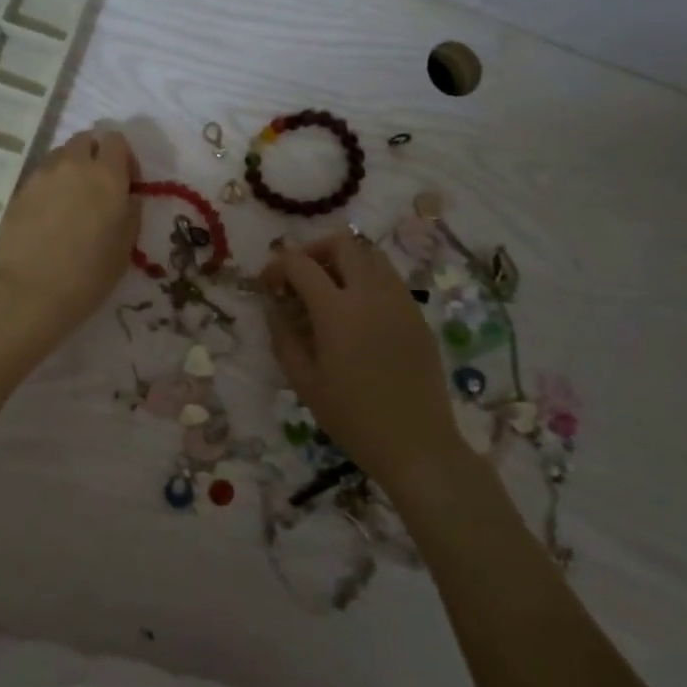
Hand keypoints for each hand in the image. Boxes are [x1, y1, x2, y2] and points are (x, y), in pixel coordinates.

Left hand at [0, 128, 138, 347]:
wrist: (28, 292)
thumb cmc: (88, 275)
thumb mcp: (125, 247)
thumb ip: (130, 211)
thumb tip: (126, 196)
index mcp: (107, 175)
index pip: (116, 140)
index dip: (124, 158)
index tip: (126, 184)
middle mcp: (74, 165)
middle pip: (86, 139)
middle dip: (95, 156)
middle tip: (98, 189)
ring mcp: (42, 175)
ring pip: (61, 155)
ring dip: (71, 168)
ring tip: (72, 202)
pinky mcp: (19, 190)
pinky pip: (41, 176)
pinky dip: (50, 186)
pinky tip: (50, 216)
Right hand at [262, 233, 462, 479]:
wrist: (416, 444)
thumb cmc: (352, 417)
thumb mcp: (304, 381)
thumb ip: (283, 336)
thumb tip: (273, 306)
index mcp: (337, 311)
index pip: (301, 264)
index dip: (277, 266)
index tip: (268, 285)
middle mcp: (371, 294)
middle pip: (342, 243)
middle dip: (313, 251)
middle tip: (299, 277)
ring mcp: (400, 301)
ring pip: (370, 254)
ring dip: (343, 260)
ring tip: (329, 289)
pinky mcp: (417, 315)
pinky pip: (389, 278)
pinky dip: (366, 278)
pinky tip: (357, 310)